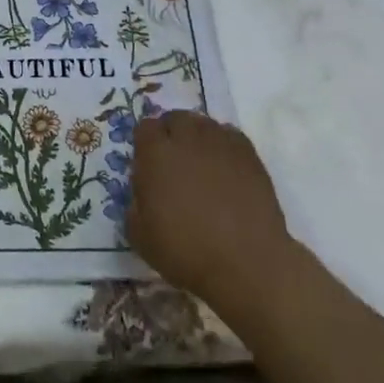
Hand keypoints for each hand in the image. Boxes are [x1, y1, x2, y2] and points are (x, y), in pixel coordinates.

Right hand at [127, 111, 292, 302]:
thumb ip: (133, 206)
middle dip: (171, 133)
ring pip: (204, 124)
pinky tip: (225, 168)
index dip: (145, 143)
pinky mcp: (250, 156)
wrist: (247, 264)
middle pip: (175, 118)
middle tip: (174, 161)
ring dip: (197, 137)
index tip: (147, 164)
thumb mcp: (140, 236)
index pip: (144, 127)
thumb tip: (141, 196)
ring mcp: (221, 144)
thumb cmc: (187, 251)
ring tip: (201, 163)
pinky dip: (223, 145)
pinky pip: (230, 136)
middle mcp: (187, 139)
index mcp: (155, 153)